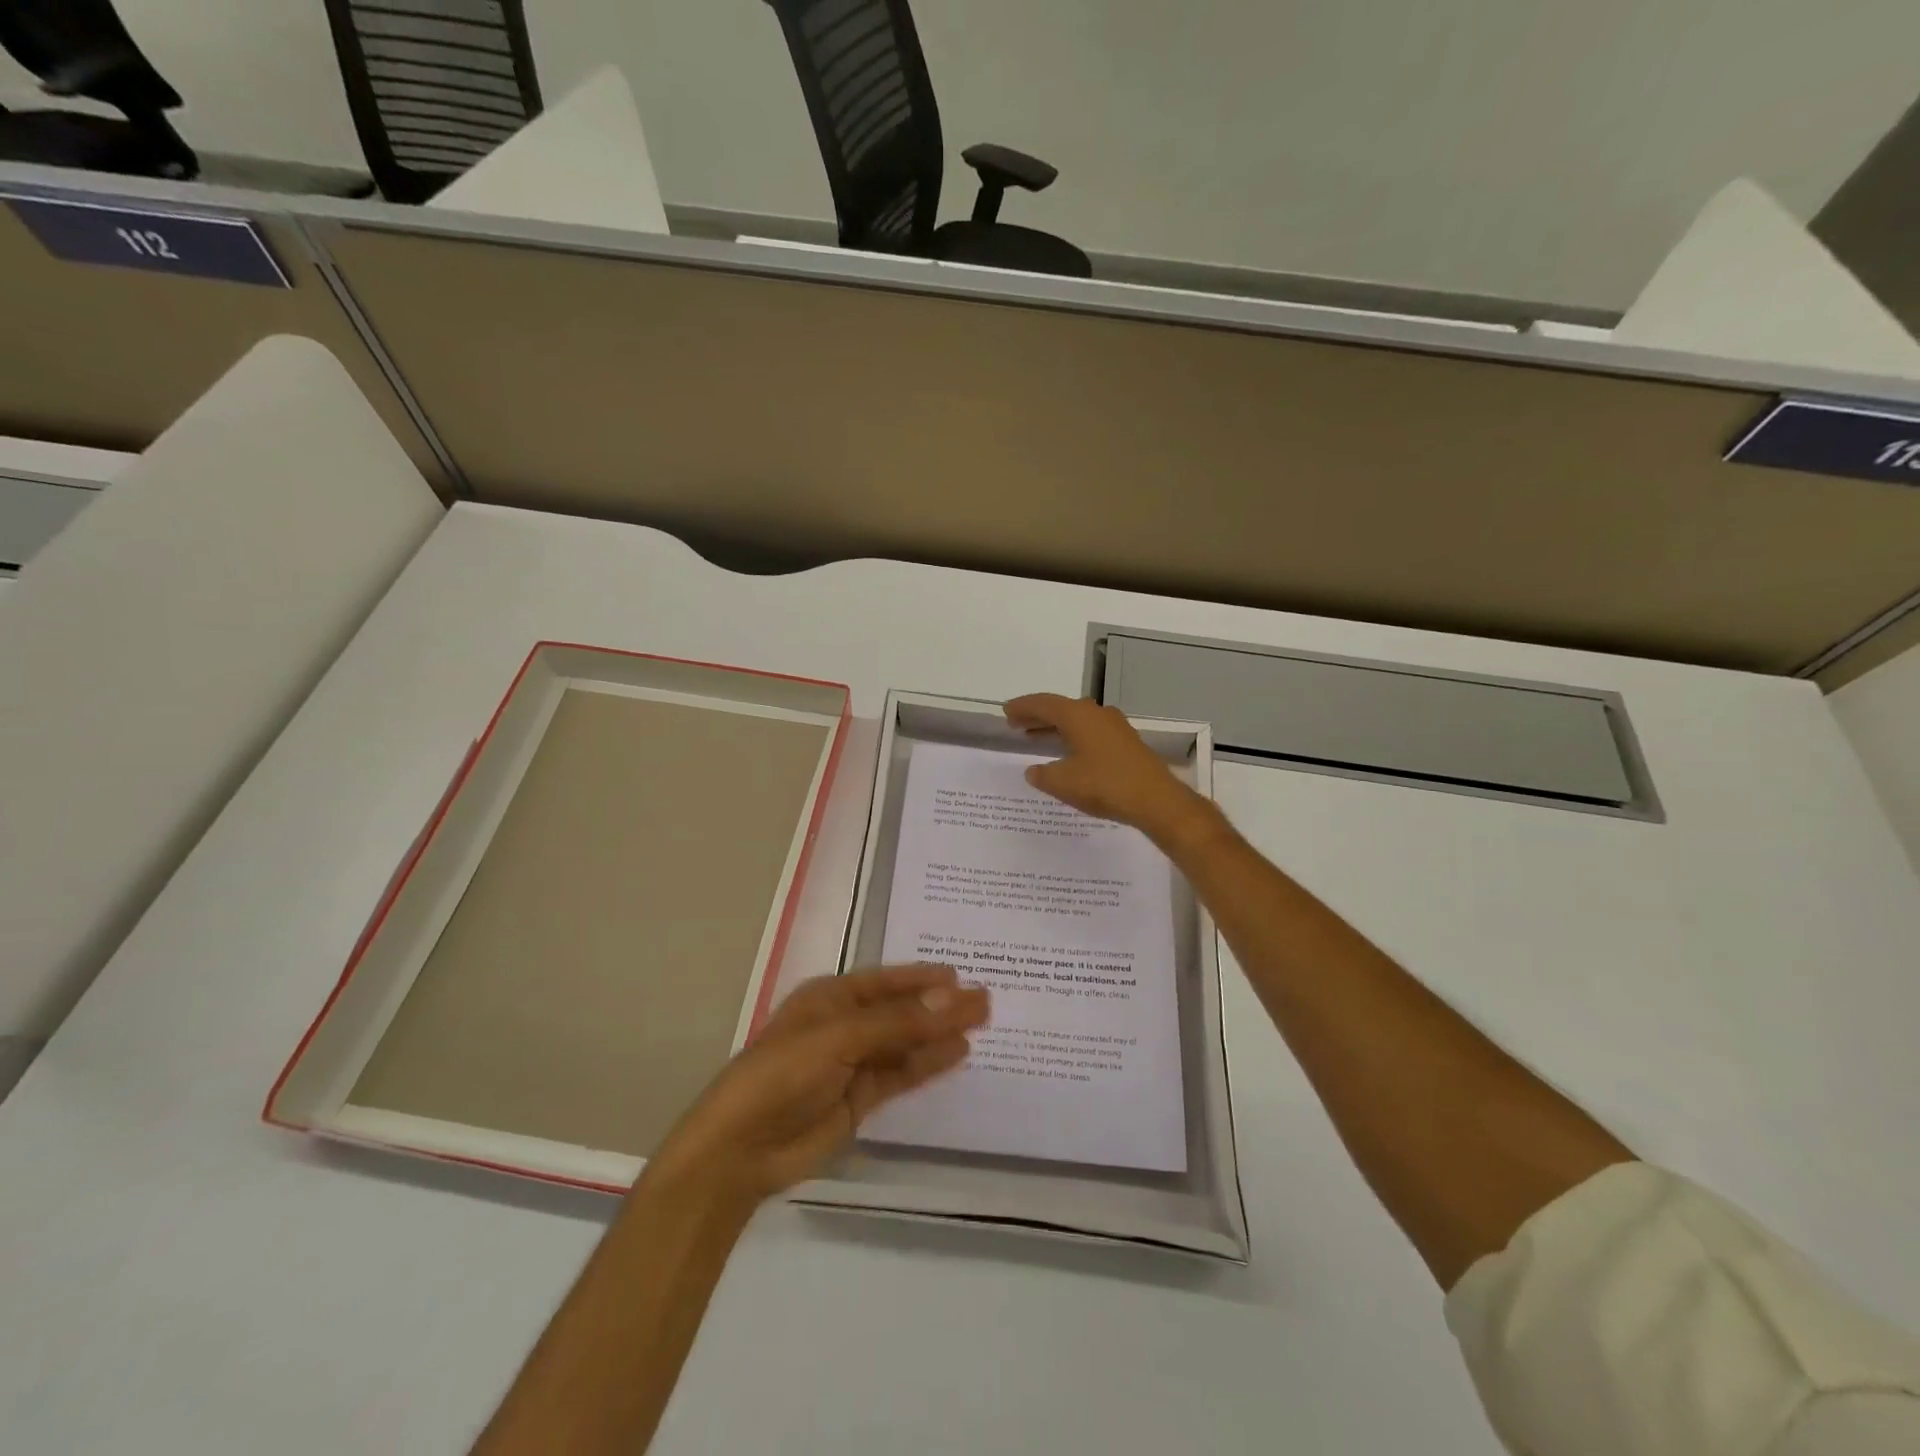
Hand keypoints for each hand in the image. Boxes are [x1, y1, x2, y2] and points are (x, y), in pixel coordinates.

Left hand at [647, 965, 988, 1210]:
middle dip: (939, 1005)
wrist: (740, 1150)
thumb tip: (954, 998)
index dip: (922, 977)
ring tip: (982, 1024)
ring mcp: (852, 1064)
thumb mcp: (839, 1039)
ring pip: (905, 1043)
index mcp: (830, 998)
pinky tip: (956, 1054)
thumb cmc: (782, 1075)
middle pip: (900, 1011)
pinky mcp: (859, 1100)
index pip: (886, 981)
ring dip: (939, 1034)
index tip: (961, 975)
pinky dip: (928, 1065)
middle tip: (986, 1001)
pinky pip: (900, 1075)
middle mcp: (844, 1025)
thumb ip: (898, 1023)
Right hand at [1003, 693, 1219, 850]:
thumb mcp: (1063, 782)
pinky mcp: (1125, 742)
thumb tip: (1033, 771)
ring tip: (1035, 737)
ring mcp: (1114, 726)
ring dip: (1055, 727)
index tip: (1006, 711)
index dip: (1023, 707)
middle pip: (1060, 709)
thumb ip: (1042, 774)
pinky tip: (1066, 753)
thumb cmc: (1104, 785)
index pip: (1043, 703)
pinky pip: (1090, 732)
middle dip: (1037, 716)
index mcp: (1077, 715)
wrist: (1155, 799)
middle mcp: (1096, 713)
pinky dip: (1072, 737)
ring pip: (1076, 721)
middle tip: (1016, 724)